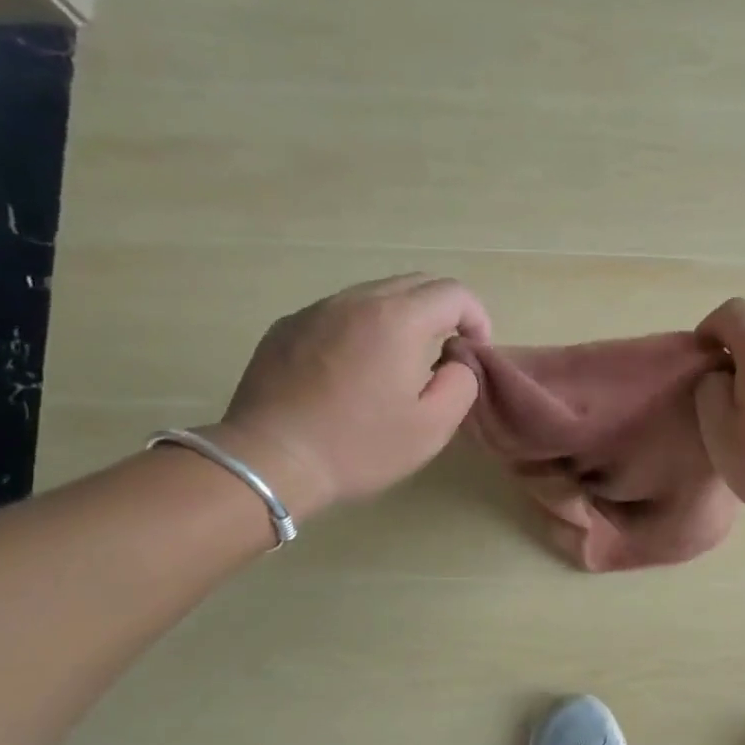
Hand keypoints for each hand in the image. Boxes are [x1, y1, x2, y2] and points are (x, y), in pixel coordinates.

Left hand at [207, 274, 489, 518]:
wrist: (268, 461)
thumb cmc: (359, 446)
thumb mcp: (433, 426)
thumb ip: (462, 382)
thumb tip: (455, 359)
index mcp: (397, 319)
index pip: (453, 293)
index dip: (476, 317)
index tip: (473, 352)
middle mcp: (356, 300)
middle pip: (415, 283)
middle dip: (442, 311)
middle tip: (445, 353)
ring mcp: (315, 310)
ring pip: (374, 295)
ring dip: (401, 318)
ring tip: (399, 362)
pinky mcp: (286, 328)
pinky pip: (338, 314)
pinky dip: (361, 329)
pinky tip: (353, 371)